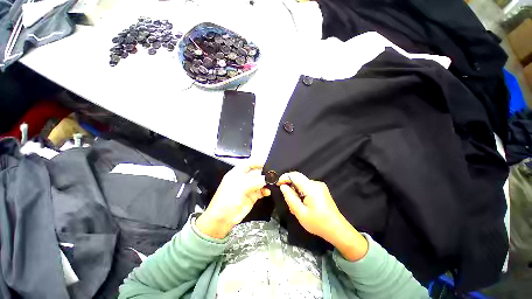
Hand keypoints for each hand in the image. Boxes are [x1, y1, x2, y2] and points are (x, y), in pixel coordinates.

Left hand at [196, 164, 269, 238]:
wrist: (222, 219)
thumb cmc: (227, 199)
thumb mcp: (240, 187)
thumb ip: (255, 182)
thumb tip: (267, 178)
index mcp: (237, 173)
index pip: (248, 164)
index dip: (256, 162)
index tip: (266, 162)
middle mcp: (244, 179)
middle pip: (256, 173)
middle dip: (264, 173)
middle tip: (274, 174)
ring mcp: (248, 188)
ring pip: (260, 182)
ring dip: (266, 182)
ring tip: (273, 183)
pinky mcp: (252, 197)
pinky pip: (261, 191)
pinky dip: (265, 191)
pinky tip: (268, 192)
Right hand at [278, 172, 367, 260]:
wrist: (337, 230)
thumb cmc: (318, 223)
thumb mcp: (300, 213)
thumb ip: (290, 197)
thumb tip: (283, 186)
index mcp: (311, 188)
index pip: (294, 175)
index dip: (284, 178)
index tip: (278, 185)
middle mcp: (316, 183)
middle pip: (298, 179)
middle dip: (290, 187)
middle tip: (289, 202)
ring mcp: (320, 186)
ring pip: (302, 184)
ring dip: (296, 192)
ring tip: (297, 206)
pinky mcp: (321, 190)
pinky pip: (307, 187)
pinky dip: (302, 193)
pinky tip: (304, 204)